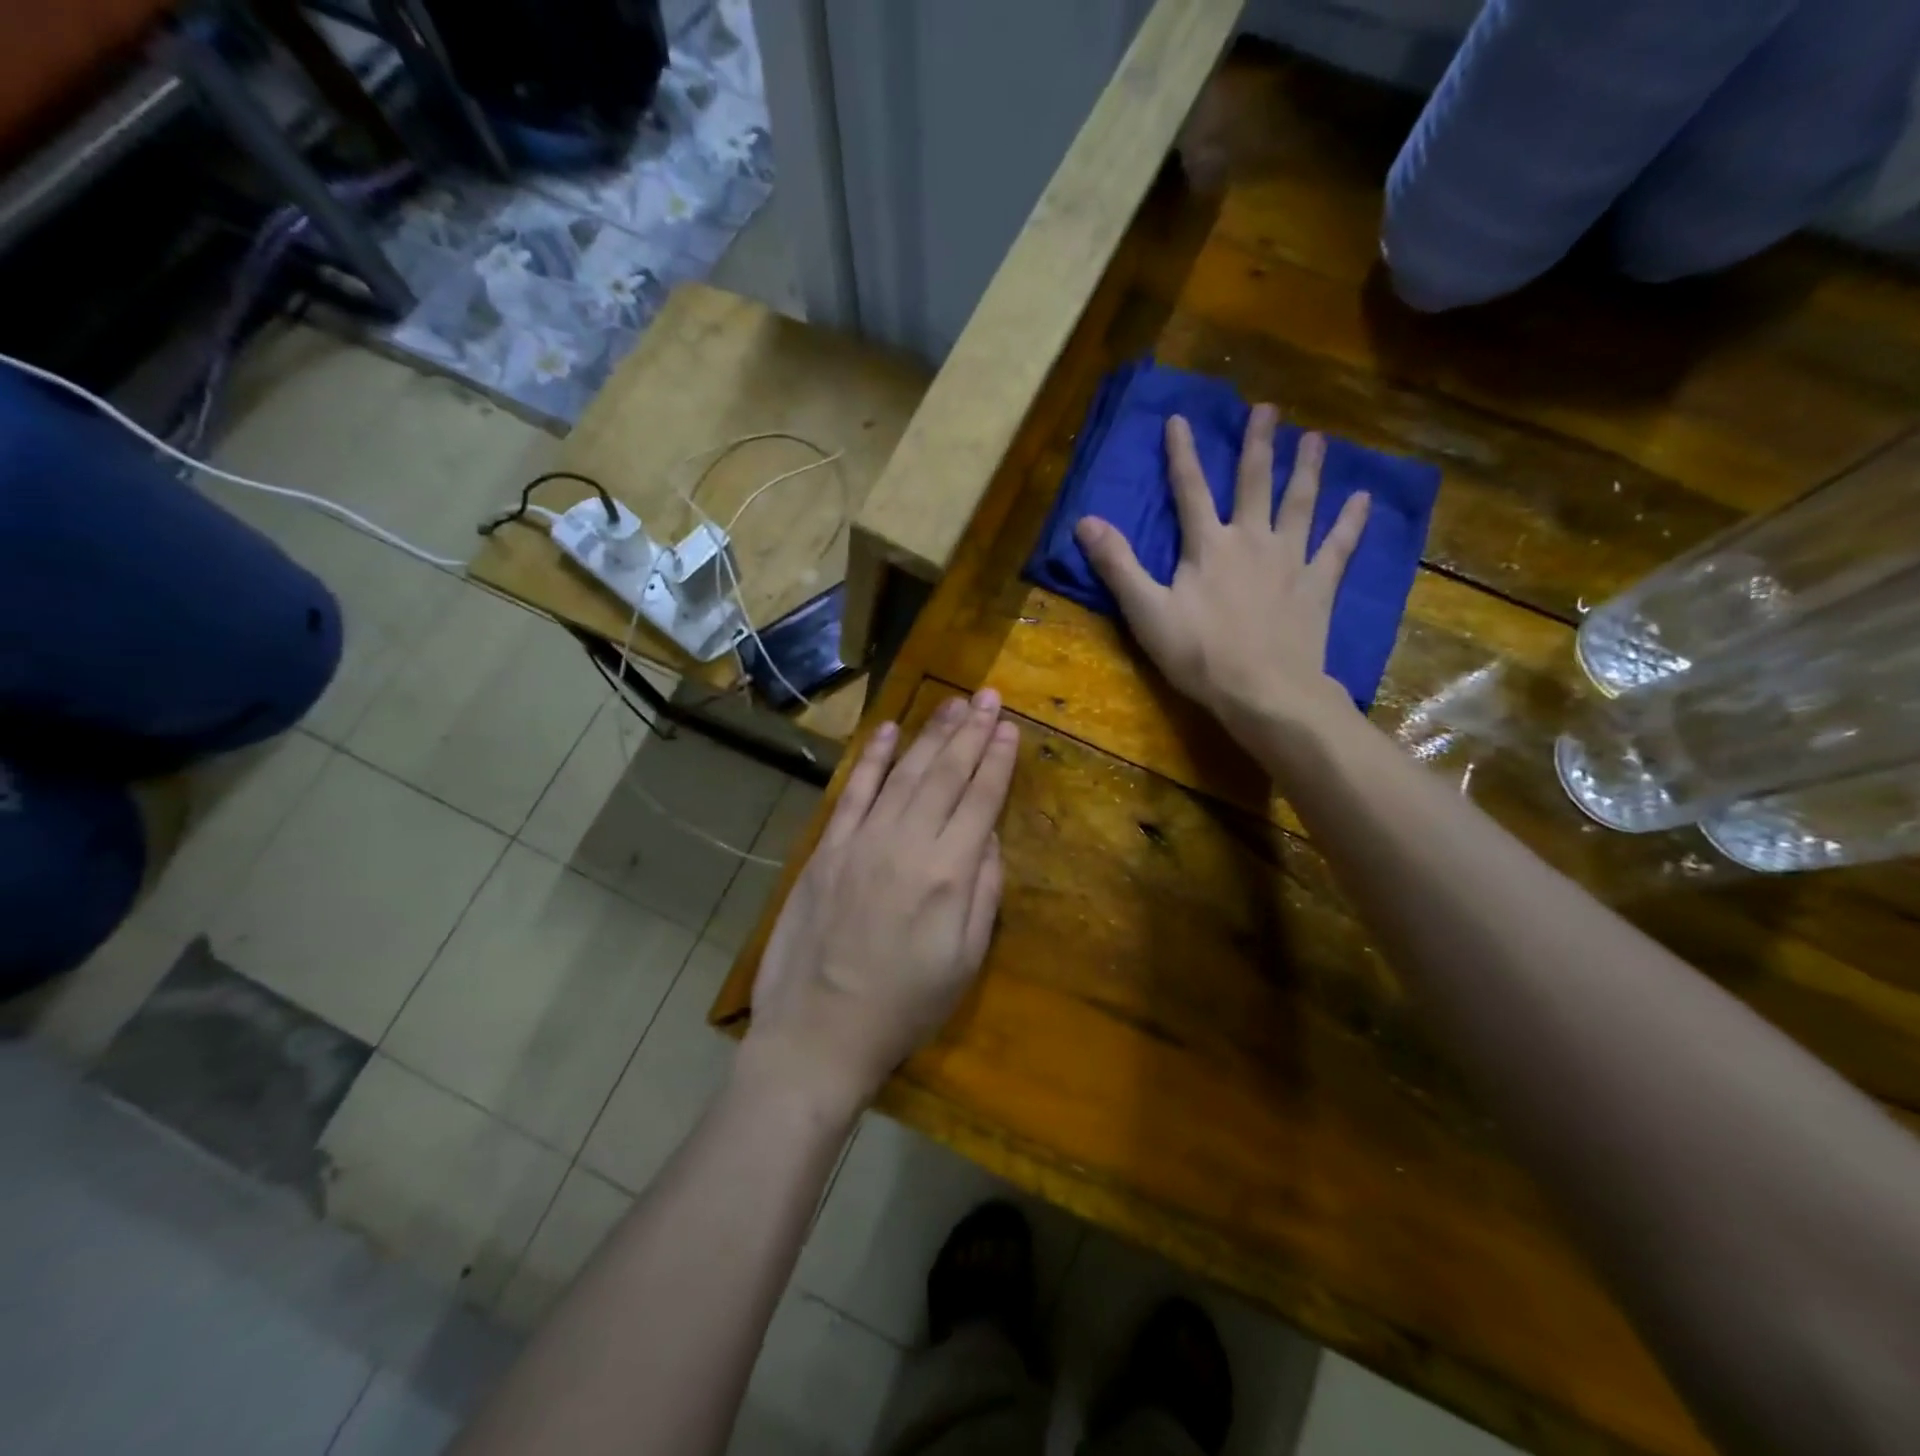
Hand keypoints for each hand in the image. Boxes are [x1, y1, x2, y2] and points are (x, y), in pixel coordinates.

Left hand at [745, 689, 1018, 1116]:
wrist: (818, 1033)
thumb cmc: (904, 1006)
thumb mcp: (966, 960)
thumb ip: (984, 890)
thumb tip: (988, 833)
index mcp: (949, 873)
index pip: (980, 799)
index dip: (997, 760)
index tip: (1009, 727)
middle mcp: (908, 843)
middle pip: (945, 774)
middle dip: (971, 732)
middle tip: (988, 696)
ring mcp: (862, 841)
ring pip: (903, 773)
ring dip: (930, 734)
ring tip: (953, 703)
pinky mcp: (827, 848)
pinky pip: (853, 791)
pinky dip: (871, 757)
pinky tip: (888, 730)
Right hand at [1074, 405, 1369, 743]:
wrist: (1264, 691)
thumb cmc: (1199, 654)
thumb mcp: (1146, 612)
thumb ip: (1118, 565)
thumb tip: (1085, 521)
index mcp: (1207, 546)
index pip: (1190, 489)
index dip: (1182, 453)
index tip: (1180, 418)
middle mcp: (1251, 540)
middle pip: (1254, 483)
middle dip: (1257, 444)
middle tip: (1267, 409)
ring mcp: (1290, 561)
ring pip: (1299, 504)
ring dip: (1306, 469)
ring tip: (1315, 439)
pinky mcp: (1317, 586)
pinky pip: (1338, 546)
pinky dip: (1351, 522)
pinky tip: (1363, 499)